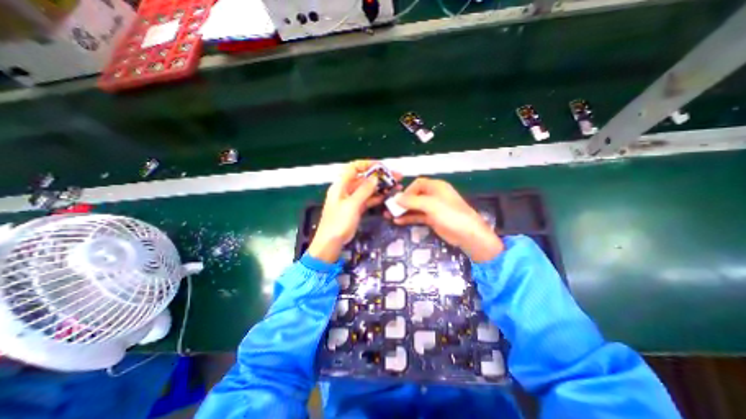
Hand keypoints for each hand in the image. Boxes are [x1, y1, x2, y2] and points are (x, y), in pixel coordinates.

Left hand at [309, 158, 401, 261]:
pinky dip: (377, 197)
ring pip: (368, 189)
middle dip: (380, 176)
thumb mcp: (351, 205)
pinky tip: (388, 196)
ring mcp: (352, 199)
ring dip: (381, 187)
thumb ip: (364, 190)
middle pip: (364, 178)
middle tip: (397, 176)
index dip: (368, 164)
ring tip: (396, 186)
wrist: (331, 242)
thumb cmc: (338, 222)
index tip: (382, 166)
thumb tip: (375, 177)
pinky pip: (368, 199)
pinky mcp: (356, 208)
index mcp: (341, 185)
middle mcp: (346, 189)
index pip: (354, 168)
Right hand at [391, 177, 500, 262]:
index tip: (398, 200)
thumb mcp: (430, 205)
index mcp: (436, 187)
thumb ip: (412, 201)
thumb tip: (395, 198)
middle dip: (401, 202)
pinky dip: (409, 218)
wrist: (468, 235)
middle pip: (414, 196)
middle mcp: (434, 195)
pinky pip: (418, 216)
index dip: (407, 190)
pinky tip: (398, 222)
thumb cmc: (450, 214)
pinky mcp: (432, 219)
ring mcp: (433, 208)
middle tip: (388, 209)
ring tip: (389, 216)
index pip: (417, 184)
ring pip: (414, 207)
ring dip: (403, 211)